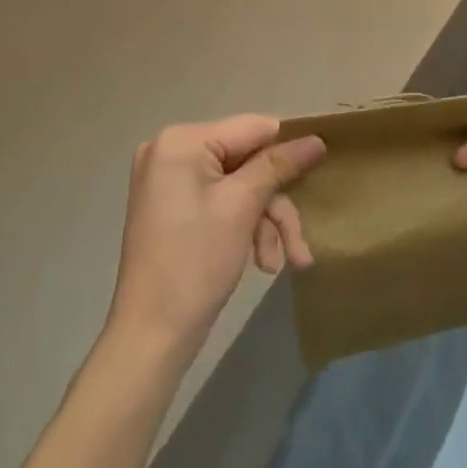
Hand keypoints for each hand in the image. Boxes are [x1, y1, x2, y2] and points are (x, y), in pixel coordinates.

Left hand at [107, 115, 325, 356]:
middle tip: (299, 246)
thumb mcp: (242, 208)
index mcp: (181, 140)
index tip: (318, 173)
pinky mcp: (171, 205)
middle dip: (274, 204)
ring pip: (238, 185)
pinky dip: (243, 226)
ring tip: (280, 264)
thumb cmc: (195, 264)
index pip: (252, 128)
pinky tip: (260, 262)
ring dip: (263, 222)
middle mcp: (171, 149)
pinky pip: (220, 200)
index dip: (287, 149)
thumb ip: (278, 166)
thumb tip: (316, 138)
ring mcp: (168, 178)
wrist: (148, 340)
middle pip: (246, 162)